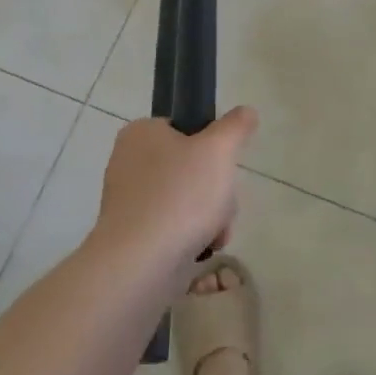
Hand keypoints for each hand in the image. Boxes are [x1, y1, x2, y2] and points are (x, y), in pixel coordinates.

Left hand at [92, 108, 258, 262]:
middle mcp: (129, 161)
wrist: (140, 262)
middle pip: (192, 167)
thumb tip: (246, 112)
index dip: (212, 146)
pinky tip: (202, 248)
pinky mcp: (133, 233)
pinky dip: (193, 236)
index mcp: (142, 133)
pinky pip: (174, 226)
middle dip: (216, 190)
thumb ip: (235, 126)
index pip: (186, 128)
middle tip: (221, 203)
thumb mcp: (219, 150)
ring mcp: (129, 200)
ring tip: (214, 232)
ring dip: (210, 216)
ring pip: (188, 199)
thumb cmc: (180, 195)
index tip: (223, 166)